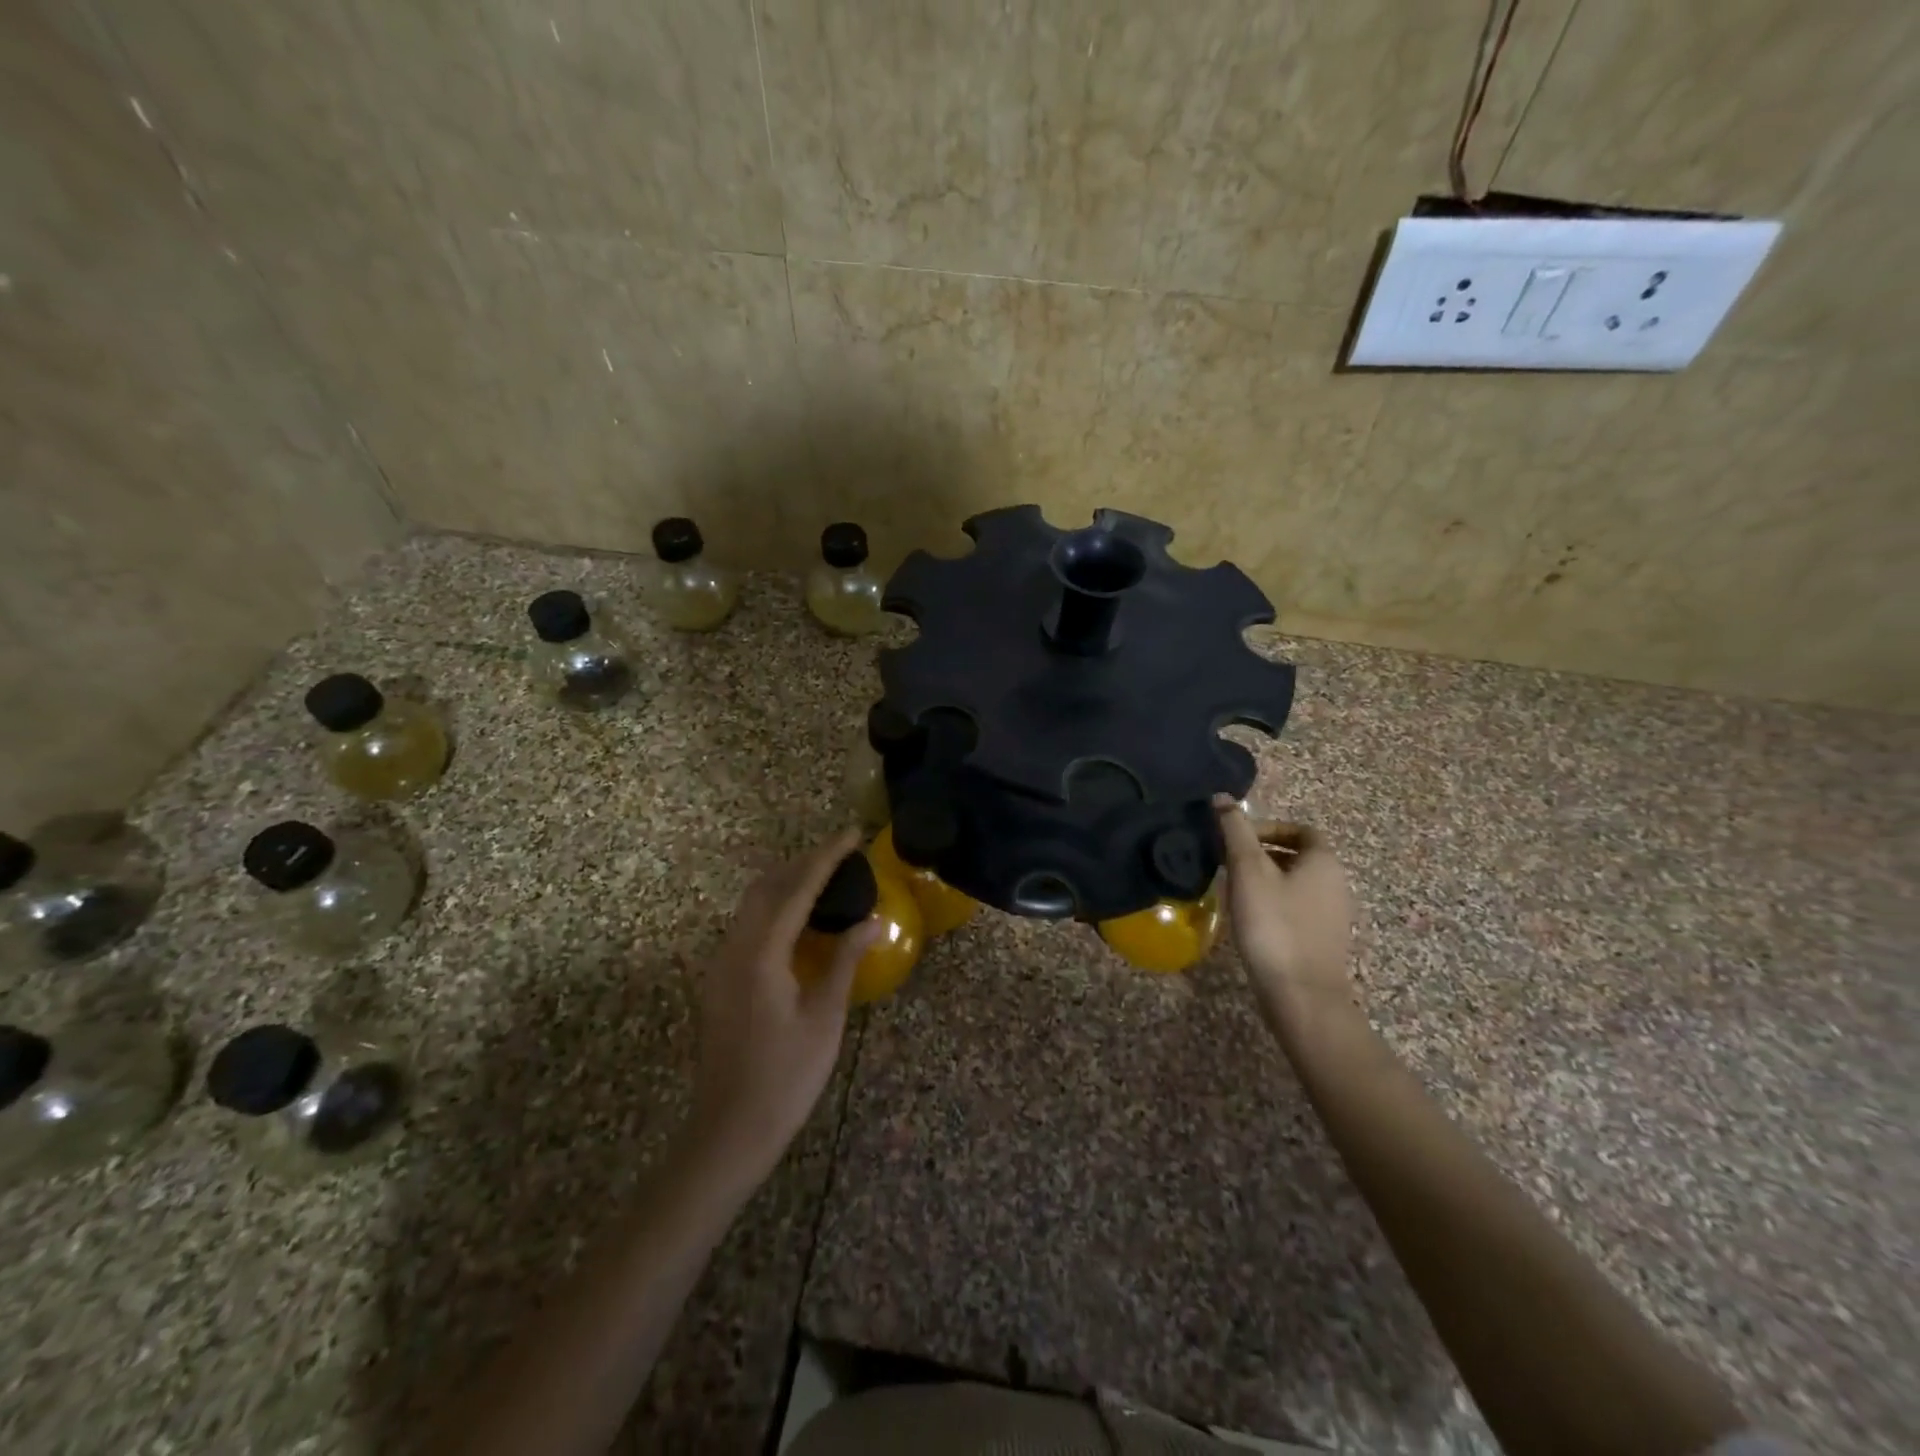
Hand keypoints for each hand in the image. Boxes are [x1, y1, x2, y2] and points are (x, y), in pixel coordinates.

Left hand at [687, 830, 883, 1184]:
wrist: (729, 1132)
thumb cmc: (785, 1077)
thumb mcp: (824, 1018)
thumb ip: (844, 961)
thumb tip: (869, 921)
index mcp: (761, 954)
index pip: (797, 889)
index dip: (826, 857)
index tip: (852, 833)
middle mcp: (733, 949)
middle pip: (767, 888)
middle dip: (804, 863)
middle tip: (841, 855)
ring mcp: (720, 966)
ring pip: (752, 906)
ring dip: (787, 884)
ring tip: (825, 880)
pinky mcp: (719, 982)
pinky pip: (747, 927)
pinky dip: (774, 910)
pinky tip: (799, 923)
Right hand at [1214, 797, 1357, 1033]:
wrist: (1301, 995)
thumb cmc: (1274, 924)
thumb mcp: (1247, 870)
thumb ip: (1235, 830)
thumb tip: (1222, 798)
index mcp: (1324, 861)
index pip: (1301, 829)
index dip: (1269, 828)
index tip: (1238, 839)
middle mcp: (1337, 883)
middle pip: (1299, 856)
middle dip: (1263, 853)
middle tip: (1228, 862)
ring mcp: (1333, 915)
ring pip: (1297, 883)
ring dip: (1266, 879)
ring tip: (1234, 890)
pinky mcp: (1323, 941)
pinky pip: (1298, 909)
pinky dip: (1274, 904)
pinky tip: (1250, 920)